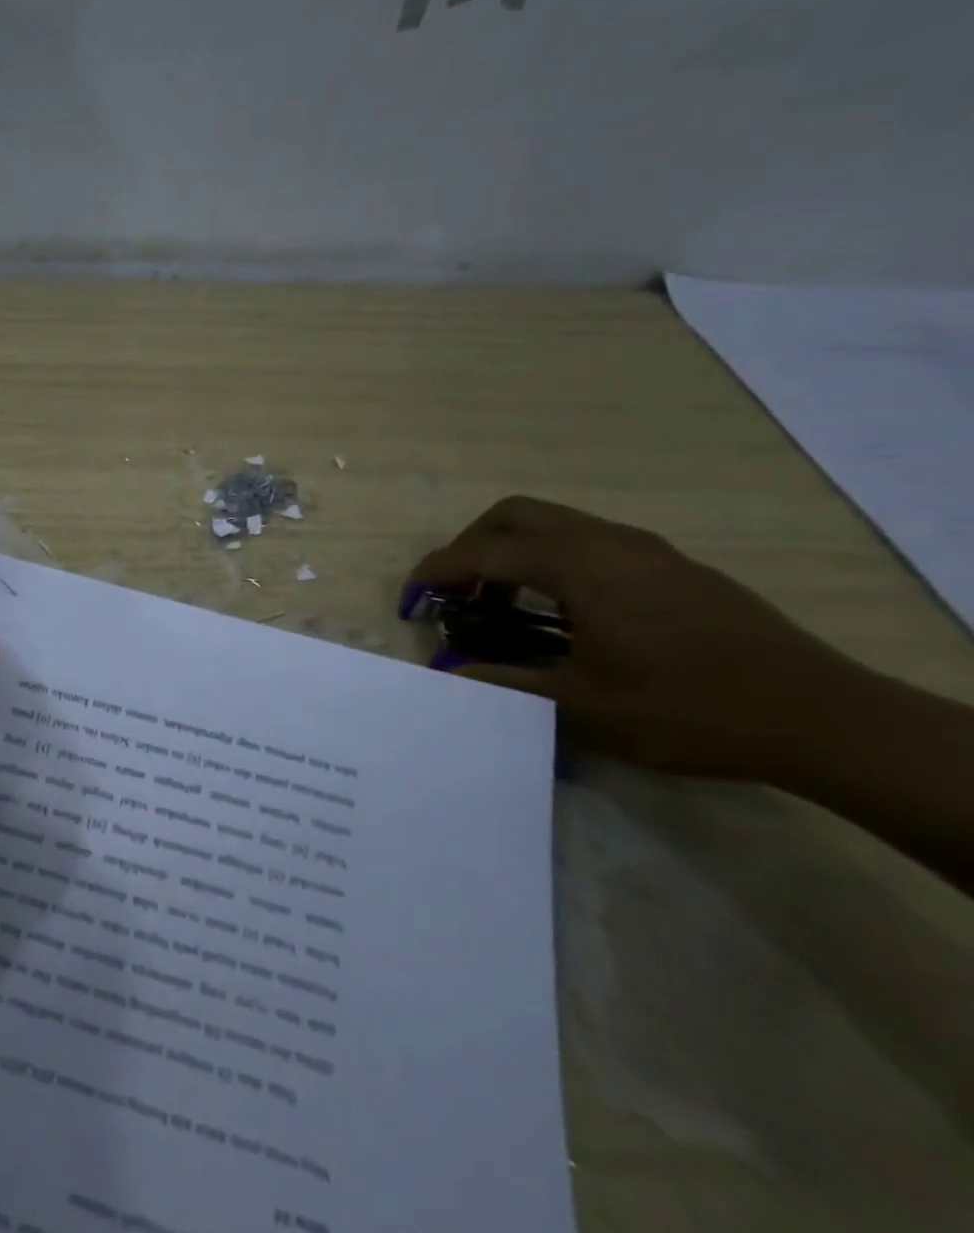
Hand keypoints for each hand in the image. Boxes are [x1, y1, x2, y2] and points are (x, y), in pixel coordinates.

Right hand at [408, 497, 886, 786]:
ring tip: (501, 603)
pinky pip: (590, 541)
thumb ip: (502, 684)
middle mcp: (610, 542)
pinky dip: (552, 560)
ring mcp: (648, 550)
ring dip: (513, 551)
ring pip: (556, 523)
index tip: (412, 595)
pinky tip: (561, 610)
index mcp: (582, 568)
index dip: (439, 570)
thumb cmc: (688, 710)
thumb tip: (443, 676)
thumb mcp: (581, 708)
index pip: (487, 552)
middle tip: (456, 590)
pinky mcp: (674, 567)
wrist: (821, 718)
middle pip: (517, 514)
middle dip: (472, 544)